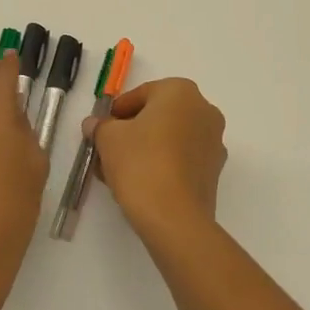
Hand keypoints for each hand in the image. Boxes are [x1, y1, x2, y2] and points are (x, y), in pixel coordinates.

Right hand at [89, 78, 227, 240]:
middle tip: (109, 149)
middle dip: (133, 130)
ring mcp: (214, 141)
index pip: (142, 93)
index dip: (117, 111)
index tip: (102, 129)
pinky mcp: (214, 170)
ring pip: (171, 138)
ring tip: (120, 170)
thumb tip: (95, 125)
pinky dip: (163, 164)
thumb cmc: (140, 163)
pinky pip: (182, 158)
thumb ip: (100, 126)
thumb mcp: (108, 139)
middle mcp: (204, 110)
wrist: (174, 216)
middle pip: (159, 115)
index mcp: (181, 92)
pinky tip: (141, 182)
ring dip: (146, 148)